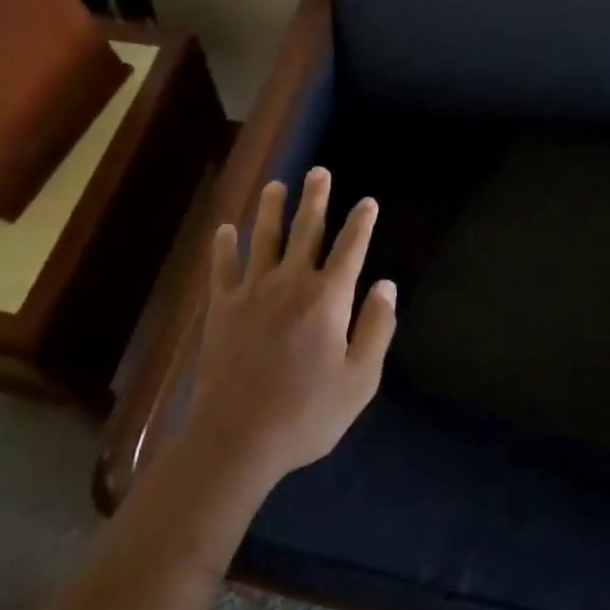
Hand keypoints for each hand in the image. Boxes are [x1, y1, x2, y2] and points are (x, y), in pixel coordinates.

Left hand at [182, 167, 396, 492]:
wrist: (239, 437)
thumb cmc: (308, 413)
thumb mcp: (360, 380)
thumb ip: (376, 328)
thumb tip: (387, 285)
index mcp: (328, 298)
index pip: (350, 249)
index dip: (361, 223)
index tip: (367, 202)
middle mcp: (291, 283)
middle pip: (306, 230)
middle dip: (315, 199)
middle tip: (318, 172)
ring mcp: (252, 291)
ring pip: (263, 238)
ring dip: (271, 209)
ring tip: (276, 186)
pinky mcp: (222, 307)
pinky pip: (223, 267)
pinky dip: (224, 246)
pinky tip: (225, 229)